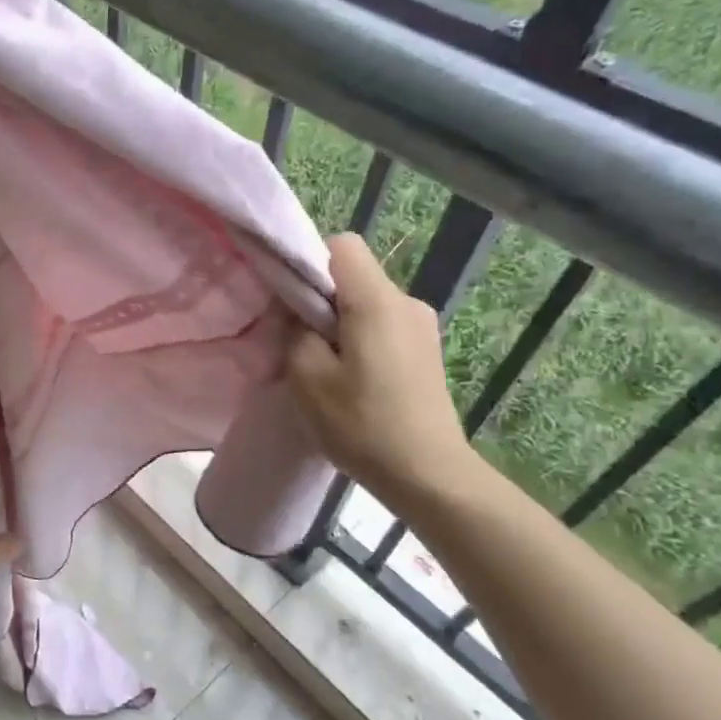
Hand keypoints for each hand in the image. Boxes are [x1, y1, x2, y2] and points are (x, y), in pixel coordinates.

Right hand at [288, 233, 477, 510]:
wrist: (427, 474)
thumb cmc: (361, 423)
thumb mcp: (307, 376)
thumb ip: (295, 330)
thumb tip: (297, 311)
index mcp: (377, 300)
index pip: (342, 245)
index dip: (310, 262)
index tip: (292, 301)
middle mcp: (407, 302)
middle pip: (354, 276)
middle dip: (322, 299)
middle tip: (300, 342)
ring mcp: (422, 327)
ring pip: (367, 303)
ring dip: (340, 323)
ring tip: (326, 368)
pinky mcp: (426, 351)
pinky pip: (383, 326)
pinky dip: (361, 340)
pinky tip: (353, 380)